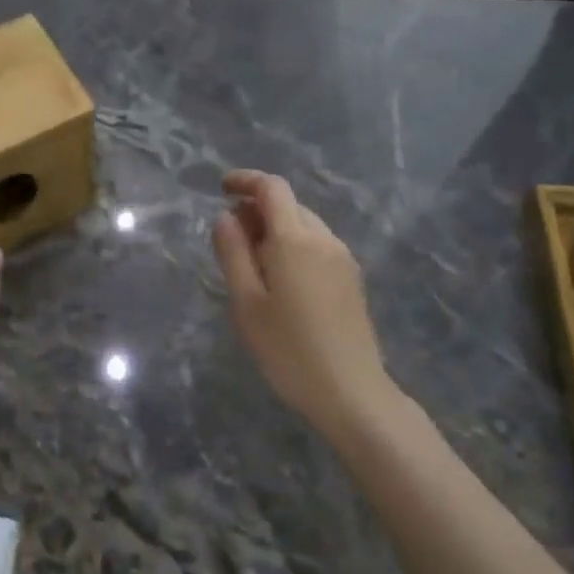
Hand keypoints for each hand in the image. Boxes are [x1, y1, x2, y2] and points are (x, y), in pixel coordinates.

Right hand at [212, 170, 398, 438]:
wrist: (351, 392)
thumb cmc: (288, 349)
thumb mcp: (246, 302)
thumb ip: (232, 253)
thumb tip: (226, 217)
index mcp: (295, 239)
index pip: (272, 188)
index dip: (246, 180)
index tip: (221, 188)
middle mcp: (324, 239)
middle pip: (289, 205)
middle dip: (257, 209)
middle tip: (229, 237)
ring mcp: (343, 259)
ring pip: (304, 225)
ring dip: (275, 228)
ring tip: (250, 262)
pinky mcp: (351, 279)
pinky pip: (317, 245)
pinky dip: (292, 245)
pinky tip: (279, 278)